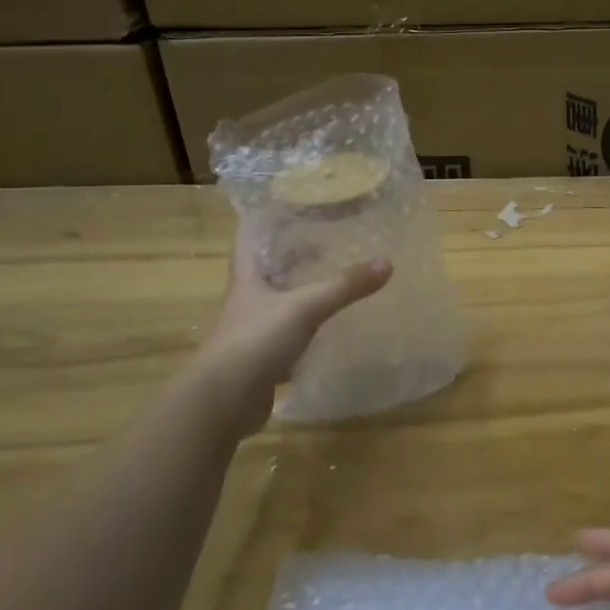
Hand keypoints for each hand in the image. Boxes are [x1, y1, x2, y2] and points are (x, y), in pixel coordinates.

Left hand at [193, 220, 391, 423]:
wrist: (222, 402)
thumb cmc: (255, 340)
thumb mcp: (305, 307)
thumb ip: (344, 286)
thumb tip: (387, 261)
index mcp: (248, 278)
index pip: (250, 237)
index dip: (266, 220)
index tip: (292, 207)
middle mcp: (247, 300)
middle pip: (269, 269)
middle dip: (293, 255)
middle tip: (327, 241)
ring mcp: (252, 333)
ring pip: (280, 304)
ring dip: (301, 293)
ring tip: (334, 281)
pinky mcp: (262, 361)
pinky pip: (288, 338)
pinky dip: (307, 332)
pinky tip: (329, 330)